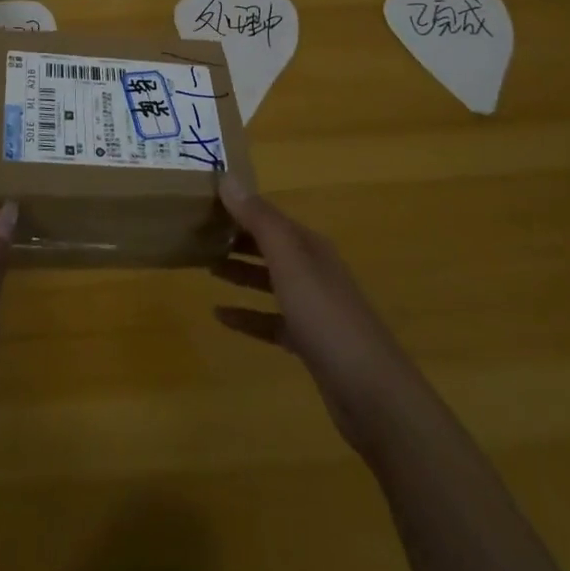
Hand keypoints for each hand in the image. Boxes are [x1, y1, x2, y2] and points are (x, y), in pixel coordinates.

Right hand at [212, 176, 427, 459]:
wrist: (371, 393)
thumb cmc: (326, 317)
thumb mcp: (290, 262)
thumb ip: (259, 220)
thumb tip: (227, 177)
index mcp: (309, 246)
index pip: (269, 216)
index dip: (239, 207)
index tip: (204, 201)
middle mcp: (312, 269)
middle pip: (269, 246)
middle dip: (237, 238)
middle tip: (197, 233)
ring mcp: (312, 307)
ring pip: (269, 280)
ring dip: (240, 272)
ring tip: (205, 267)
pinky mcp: (308, 342)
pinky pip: (270, 320)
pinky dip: (247, 315)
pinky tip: (220, 316)